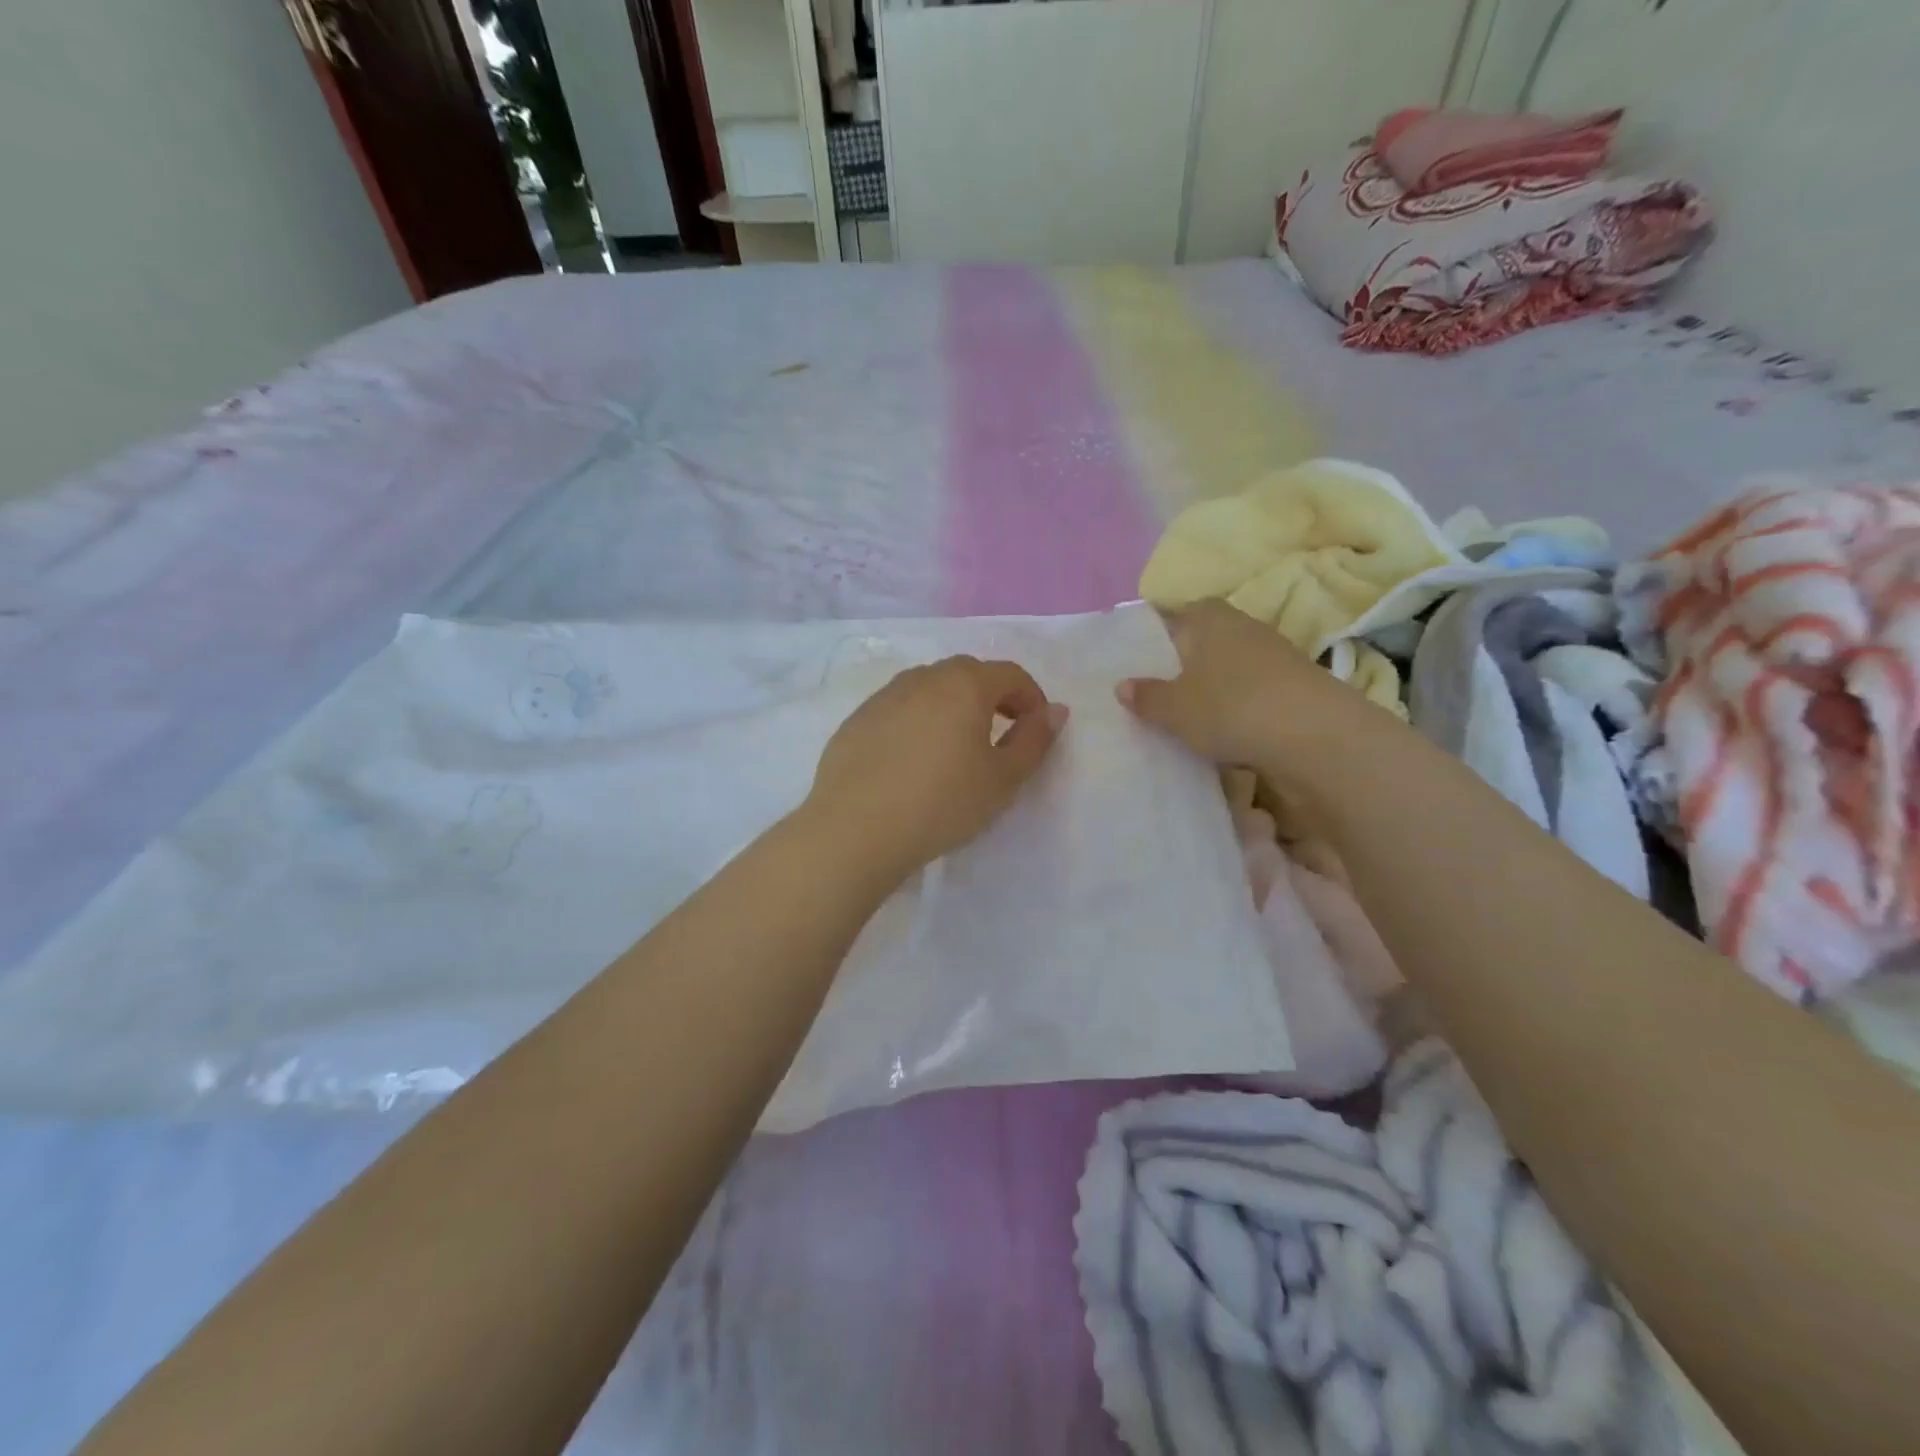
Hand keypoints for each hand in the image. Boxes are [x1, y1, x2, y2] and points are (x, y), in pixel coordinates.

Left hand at [803, 656, 1067, 882]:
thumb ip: (1034, 740)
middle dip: (992, 697)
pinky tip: (912, 760)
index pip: (1010, 674)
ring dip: (952, 706)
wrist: (857, 829)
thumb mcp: (1002, 779)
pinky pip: (899, 708)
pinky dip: (917, 721)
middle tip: (1000, 735)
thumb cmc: (942, 803)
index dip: (1032, 698)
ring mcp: (884, 696)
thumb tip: (1055, 711)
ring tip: (954, 747)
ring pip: (930, 688)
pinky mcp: (857, 719)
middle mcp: (923, 678)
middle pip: (968, 674)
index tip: (1036, 730)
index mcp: (965, 685)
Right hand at [1116, 600, 1385, 776]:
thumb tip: (1122, 685)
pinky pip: (1253, 691)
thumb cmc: (1230, 708)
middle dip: (1184, 664)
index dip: (1157, 636)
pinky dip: (1239, 706)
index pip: (1176, 613)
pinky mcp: (1296, 684)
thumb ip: (1146, 696)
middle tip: (1158, 693)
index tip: (1139, 662)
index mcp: (1208, 616)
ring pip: (1230, 666)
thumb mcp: (1174, 708)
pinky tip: (1227, 731)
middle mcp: (1243, 625)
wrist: (1315, 737)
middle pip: (1204, 640)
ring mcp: (1274, 653)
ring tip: (1189, 717)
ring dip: (1213, 687)